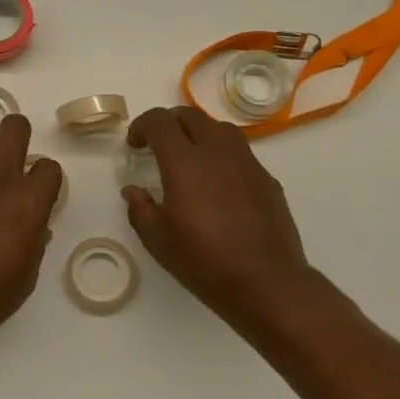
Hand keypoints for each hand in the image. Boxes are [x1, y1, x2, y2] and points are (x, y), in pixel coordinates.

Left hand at [0, 114, 62, 352]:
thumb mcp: (28, 275)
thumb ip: (35, 241)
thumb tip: (35, 226)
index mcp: (31, 202)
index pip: (50, 166)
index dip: (46, 178)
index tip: (39, 193)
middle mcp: (1, 179)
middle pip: (15, 127)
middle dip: (18, 137)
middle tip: (13, 161)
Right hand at [121, 105, 335, 331]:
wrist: (266, 283)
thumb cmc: (204, 261)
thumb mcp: (157, 240)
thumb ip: (140, 208)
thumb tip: (133, 190)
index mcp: (185, 162)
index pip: (160, 121)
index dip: (142, 126)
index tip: (134, 145)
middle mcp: (217, 152)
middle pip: (190, 115)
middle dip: (169, 123)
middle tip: (157, 147)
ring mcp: (247, 162)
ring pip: (219, 128)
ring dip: (197, 133)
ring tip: (189, 158)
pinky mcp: (266, 178)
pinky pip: (239, 152)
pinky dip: (221, 154)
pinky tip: (217, 183)